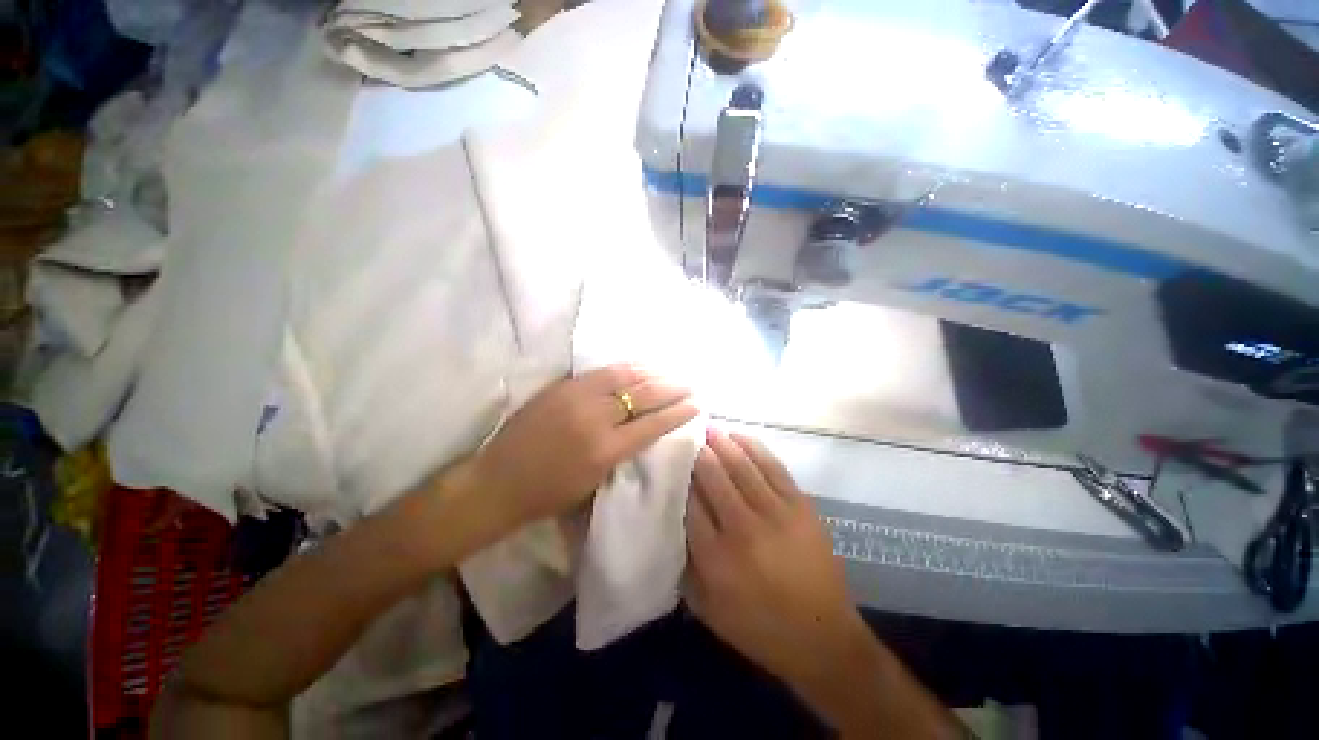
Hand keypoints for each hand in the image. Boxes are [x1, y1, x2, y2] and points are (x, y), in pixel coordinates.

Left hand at [472, 364, 698, 527]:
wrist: (497, 482)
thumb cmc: (547, 495)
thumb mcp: (594, 483)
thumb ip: (623, 453)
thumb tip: (647, 428)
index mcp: (605, 451)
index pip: (653, 425)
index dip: (678, 412)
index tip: (696, 405)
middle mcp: (595, 419)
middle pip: (643, 396)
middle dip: (671, 389)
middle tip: (689, 385)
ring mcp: (577, 397)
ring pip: (624, 377)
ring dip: (652, 374)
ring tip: (669, 373)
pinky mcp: (562, 386)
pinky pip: (601, 371)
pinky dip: (625, 368)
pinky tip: (639, 367)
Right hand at [684, 428, 865, 689]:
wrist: (822, 637)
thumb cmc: (758, 626)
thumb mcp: (707, 608)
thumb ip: (685, 563)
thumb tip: (673, 519)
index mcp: (716, 557)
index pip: (689, 502)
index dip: (680, 477)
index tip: (672, 461)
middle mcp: (743, 529)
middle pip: (714, 477)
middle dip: (698, 453)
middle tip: (688, 437)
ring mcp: (776, 513)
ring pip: (741, 465)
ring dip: (722, 443)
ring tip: (709, 429)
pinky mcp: (801, 505)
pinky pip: (772, 466)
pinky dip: (753, 447)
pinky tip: (738, 436)